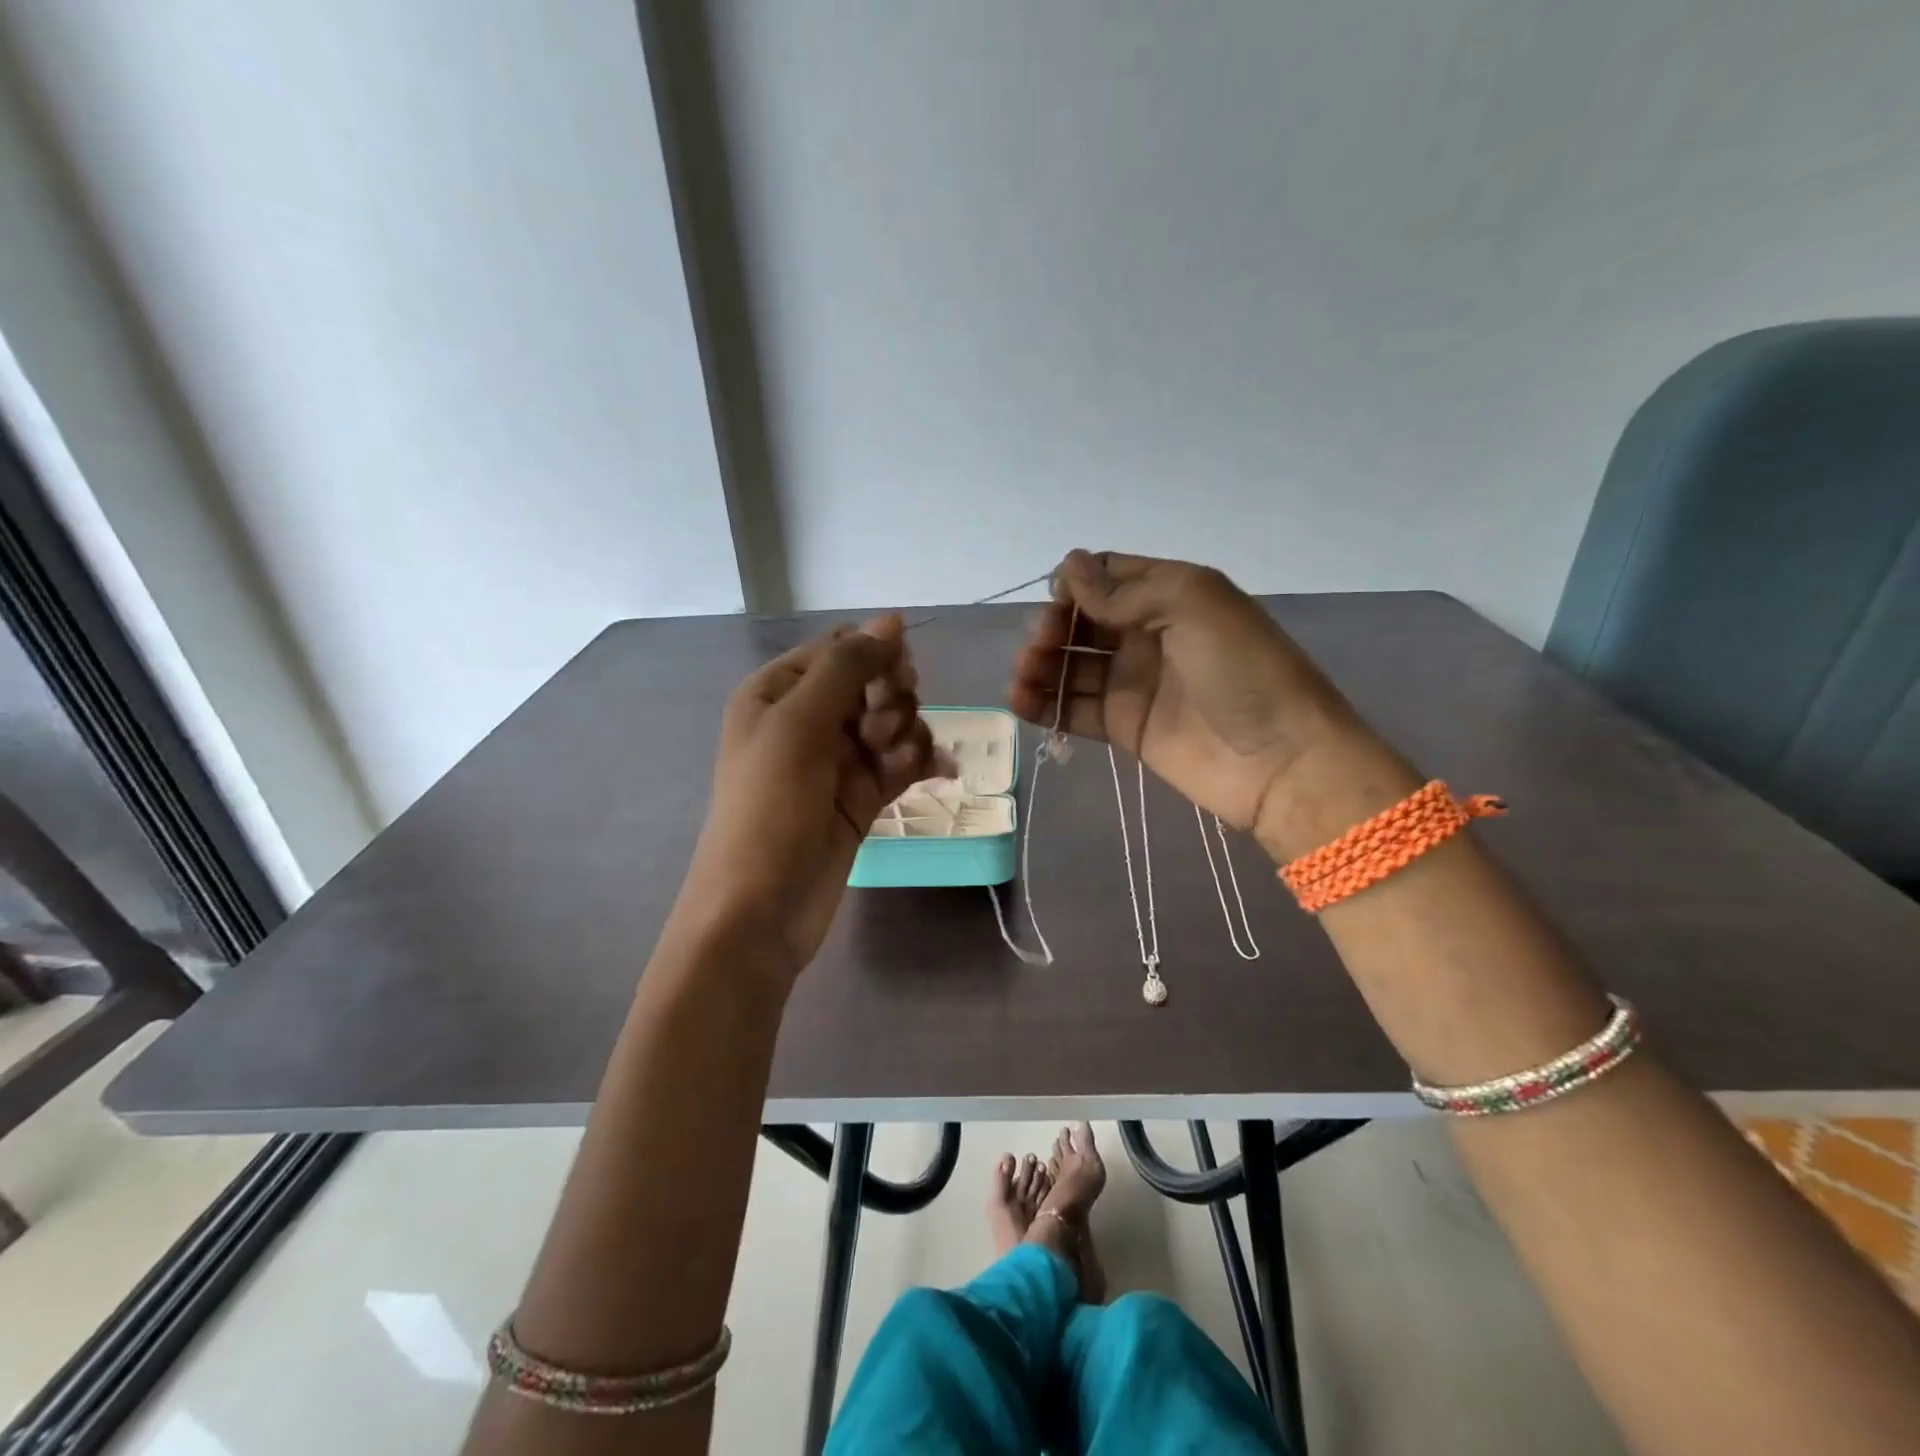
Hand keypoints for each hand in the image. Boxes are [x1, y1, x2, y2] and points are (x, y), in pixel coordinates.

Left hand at [675, 616, 944, 978]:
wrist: (760, 910)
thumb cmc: (770, 809)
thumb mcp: (799, 725)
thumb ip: (847, 666)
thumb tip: (892, 619)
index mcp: (777, 692)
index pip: (839, 649)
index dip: (875, 656)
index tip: (898, 677)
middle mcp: (806, 719)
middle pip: (873, 683)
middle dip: (892, 699)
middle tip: (882, 731)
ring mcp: (836, 760)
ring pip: (893, 722)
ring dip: (908, 734)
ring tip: (896, 764)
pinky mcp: (861, 796)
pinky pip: (900, 762)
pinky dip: (919, 762)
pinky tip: (939, 773)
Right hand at [1010, 551, 1390, 846]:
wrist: (1280, 760)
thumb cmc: (1242, 669)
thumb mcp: (1192, 604)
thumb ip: (1126, 591)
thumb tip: (1068, 567)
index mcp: (1169, 594)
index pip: (1108, 576)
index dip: (1076, 583)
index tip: (1058, 599)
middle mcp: (1148, 634)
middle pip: (1083, 621)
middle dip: (1052, 626)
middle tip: (1040, 645)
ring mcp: (1135, 683)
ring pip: (1073, 665)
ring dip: (1040, 664)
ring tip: (1021, 675)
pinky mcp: (1124, 727)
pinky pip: (1075, 709)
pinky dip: (1045, 704)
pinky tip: (1019, 701)